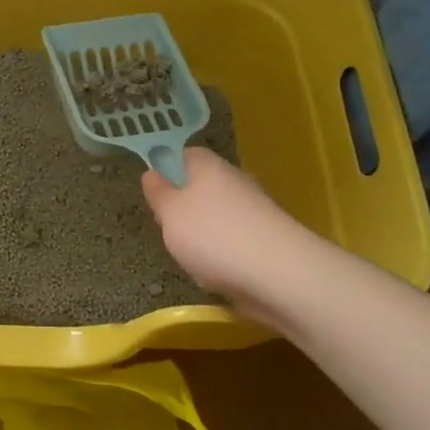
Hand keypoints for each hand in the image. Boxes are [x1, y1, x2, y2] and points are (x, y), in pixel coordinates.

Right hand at [141, 147, 300, 324]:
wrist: (278, 275)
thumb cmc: (212, 235)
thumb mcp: (169, 212)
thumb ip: (158, 193)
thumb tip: (151, 173)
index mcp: (209, 166)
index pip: (185, 154)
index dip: (167, 168)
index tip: (154, 191)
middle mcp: (234, 182)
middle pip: (201, 187)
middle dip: (183, 209)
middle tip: (167, 229)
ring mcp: (253, 212)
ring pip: (216, 217)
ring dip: (201, 236)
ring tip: (190, 258)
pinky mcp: (265, 242)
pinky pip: (233, 242)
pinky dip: (221, 256)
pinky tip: (215, 274)